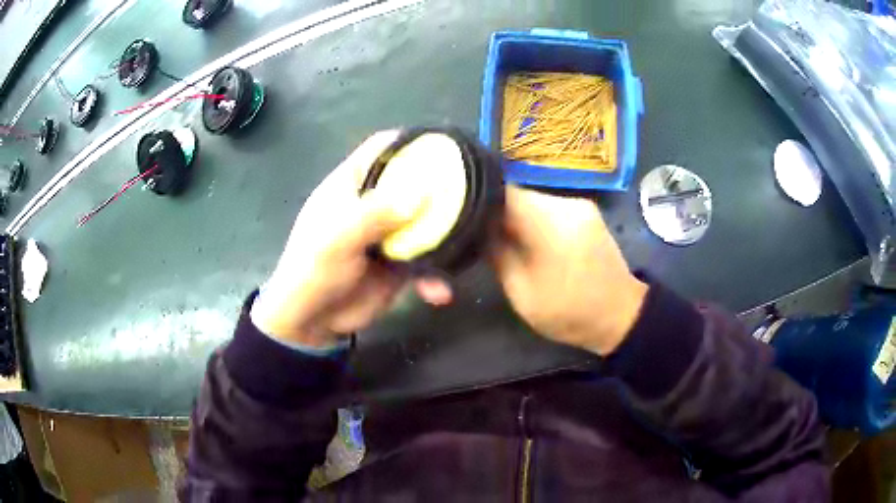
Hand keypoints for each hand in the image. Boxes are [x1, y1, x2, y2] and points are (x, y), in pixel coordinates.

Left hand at [250, 131, 451, 347]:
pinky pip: (426, 262)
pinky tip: (439, 292)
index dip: (409, 140)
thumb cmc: (313, 270)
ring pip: (425, 222)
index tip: (444, 142)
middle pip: (411, 183)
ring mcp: (388, 234)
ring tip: (472, 241)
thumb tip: (423, 193)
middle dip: (440, 185)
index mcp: (351, 185)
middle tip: (476, 187)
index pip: (380, 148)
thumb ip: (377, 214)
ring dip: (445, 234)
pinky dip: (434, 276)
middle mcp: (373, 204)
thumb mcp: (338, 239)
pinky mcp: (399, 264)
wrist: (311, 321)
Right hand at [491, 187, 647, 355]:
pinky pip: (549, 208)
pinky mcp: (586, 213)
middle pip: (518, 194)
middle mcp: (565, 203)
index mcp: (549, 220)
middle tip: (477, 230)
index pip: (502, 191)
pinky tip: (527, 239)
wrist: (621, 315)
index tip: (461, 213)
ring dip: (515, 216)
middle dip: (496, 210)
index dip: (478, 200)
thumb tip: (479, 230)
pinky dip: (534, 220)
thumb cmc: (569, 310)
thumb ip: (497, 255)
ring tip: (499, 236)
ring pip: (533, 201)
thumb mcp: (522, 292)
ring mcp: (579, 205)